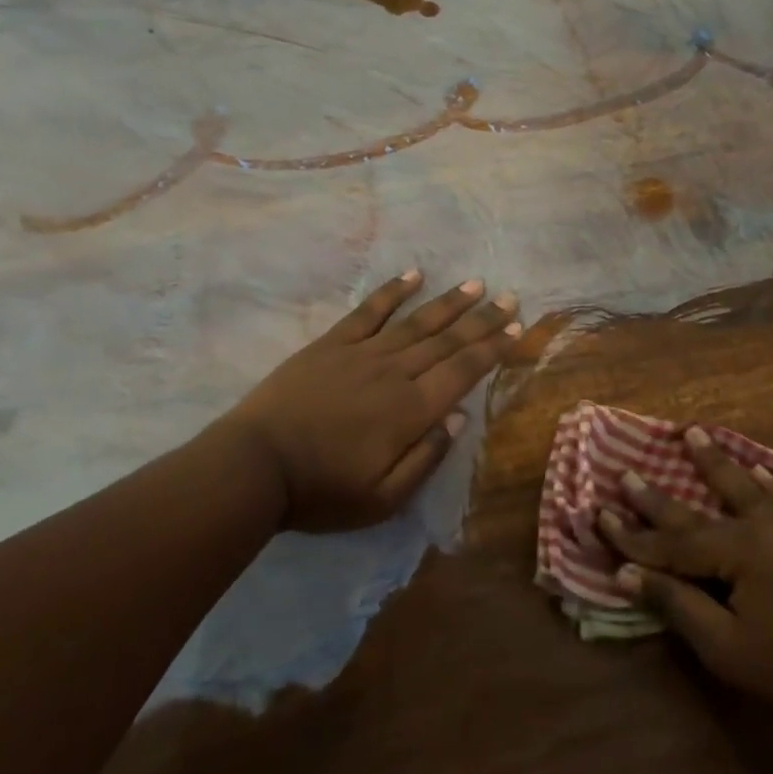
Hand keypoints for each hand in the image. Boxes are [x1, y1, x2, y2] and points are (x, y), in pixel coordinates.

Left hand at [222, 270, 520, 532]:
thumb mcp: (382, 499)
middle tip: (509, 296)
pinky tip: (413, 274)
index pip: (463, 371)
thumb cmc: (321, 490)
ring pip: (416, 321)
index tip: (517, 327)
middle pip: (447, 341)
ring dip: (448, 302)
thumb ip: (425, 458)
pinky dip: (392, 291)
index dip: (492, 348)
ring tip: (475, 284)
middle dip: (482, 319)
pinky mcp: (332, 343)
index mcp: (411, 411)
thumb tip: (457, 418)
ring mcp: (362, 353)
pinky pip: (369, 311)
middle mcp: (395, 373)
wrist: (255, 466)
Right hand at [597, 427, 772, 730]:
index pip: (672, 542)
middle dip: (661, 494)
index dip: (632, 534)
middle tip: (630, 469)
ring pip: (753, 488)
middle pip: (704, 506)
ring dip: (721, 464)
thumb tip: (625, 572)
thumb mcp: (725, 648)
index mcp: (739, 550)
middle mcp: (768, 526)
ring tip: (695, 434)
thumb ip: (677, 603)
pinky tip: (771, 479)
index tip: (598, 513)